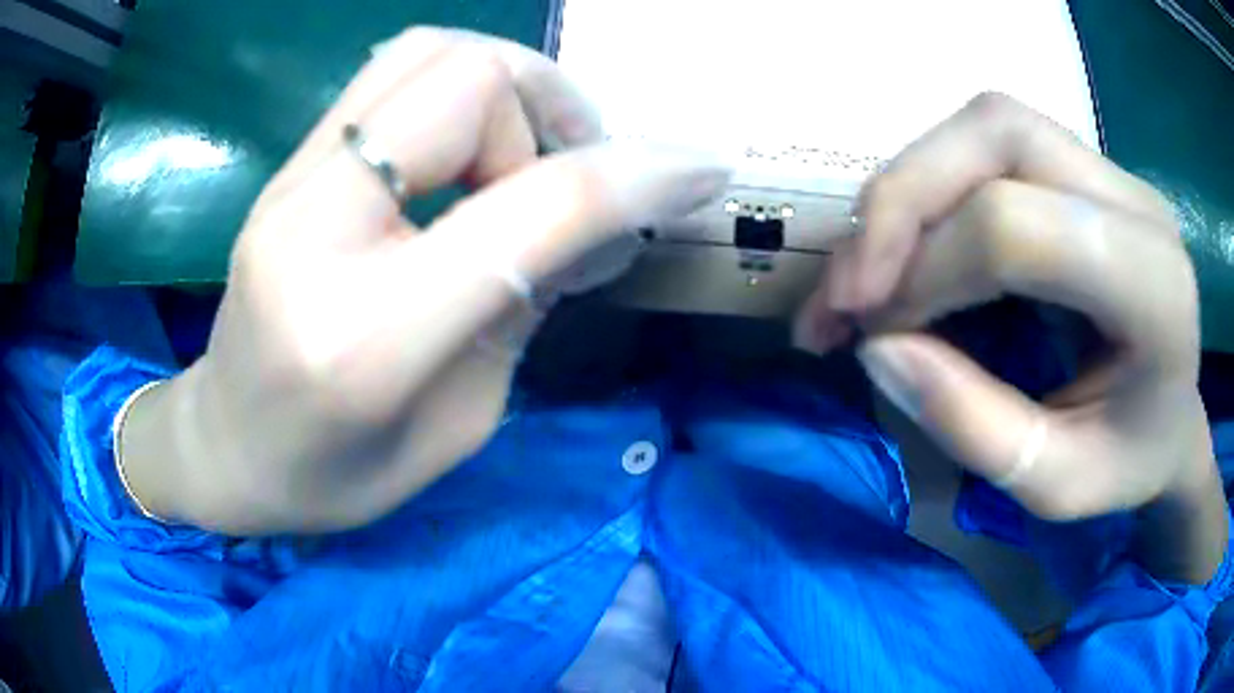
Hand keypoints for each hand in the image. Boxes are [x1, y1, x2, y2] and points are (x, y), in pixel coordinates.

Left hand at [121, 28, 730, 534]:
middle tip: (567, 180)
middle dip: (551, 113)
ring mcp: (289, 184)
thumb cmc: (334, 476)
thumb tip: (589, 218)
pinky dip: (460, 91)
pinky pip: (391, 75)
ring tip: (518, 159)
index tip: (701, 168)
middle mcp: (316, 230)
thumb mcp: (457, 427)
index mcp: (366, 335)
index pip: (529, 210)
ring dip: (507, 90)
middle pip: (468, 79)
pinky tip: (469, 151)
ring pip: (429, 54)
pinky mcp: (288, 166)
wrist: (225, 447)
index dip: (634, 176)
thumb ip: (521, 309)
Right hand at [794, 93, 1225, 581]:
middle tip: (848, 289)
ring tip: (869, 271)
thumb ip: (974, 427)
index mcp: (1152, 286)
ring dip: (909, 188)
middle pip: (995, 134)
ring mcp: (1108, 171)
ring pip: (984, 124)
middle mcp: (1133, 201)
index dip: (927, 268)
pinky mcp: (1082, 167)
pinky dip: (934, 190)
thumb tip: (878, 347)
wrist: (1173, 418)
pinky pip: (988, 144)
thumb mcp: (1057, 486)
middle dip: (901, 203)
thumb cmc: (1130, 462)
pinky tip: (913, 249)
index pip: (1019, 227)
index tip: (871, 331)